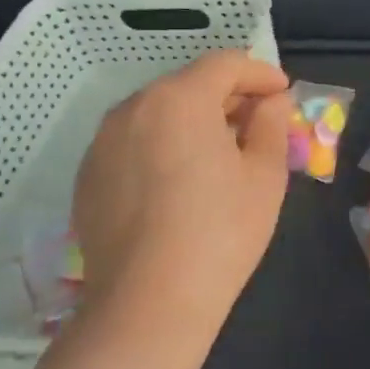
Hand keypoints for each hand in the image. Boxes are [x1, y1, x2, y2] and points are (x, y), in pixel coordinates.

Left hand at [71, 50, 291, 358]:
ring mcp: (102, 142)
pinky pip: (133, 143)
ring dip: (192, 120)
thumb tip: (271, 101)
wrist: (148, 304)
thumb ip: (270, 124)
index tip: (282, 92)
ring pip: (157, 113)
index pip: (224, 64)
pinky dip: (161, 145)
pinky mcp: (88, 175)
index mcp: (179, 99)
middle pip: (187, 84)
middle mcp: (133, 108)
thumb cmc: (220, 233)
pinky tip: (179, 182)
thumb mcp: (264, 175)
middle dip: (226, 96)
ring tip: (218, 152)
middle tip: (256, 121)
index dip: (259, 73)